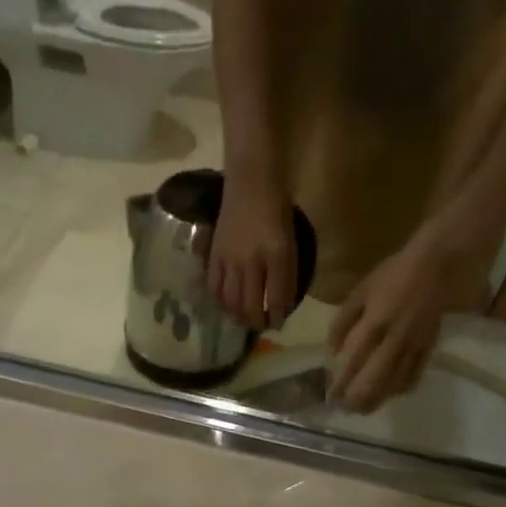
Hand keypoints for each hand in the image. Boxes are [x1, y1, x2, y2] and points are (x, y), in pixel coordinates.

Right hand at [208, 178, 296, 331]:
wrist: (251, 181)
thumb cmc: (277, 208)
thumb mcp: (291, 242)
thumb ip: (287, 274)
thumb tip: (282, 304)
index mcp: (277, 255)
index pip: (276, 298)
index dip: (277, 317)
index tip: (278, 324)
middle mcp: (251, 261)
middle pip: (250, 305)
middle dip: (256, 322)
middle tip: (260, 325)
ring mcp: (229, 259)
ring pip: (231, 301)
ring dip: (238, 316)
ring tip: (243, 319)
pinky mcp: (214, 254)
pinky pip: (214, 287)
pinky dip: (220, 301)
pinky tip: (225, 305)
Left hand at [328, 236, 480, 412]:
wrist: (437, 264)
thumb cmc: (393, 274)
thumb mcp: (360, 292)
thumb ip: (343, 322)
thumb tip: (332, 352)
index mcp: (373, 324)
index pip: (353, 362)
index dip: (341, 383)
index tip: (331, 396)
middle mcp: (394, 339)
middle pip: (374, 380)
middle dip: (359, 399)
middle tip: (347, 408)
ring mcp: (414, 345)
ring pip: (395, 382)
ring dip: (379, 399)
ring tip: (365, 409)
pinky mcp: (430, 346)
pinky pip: (416, 374)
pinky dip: (403, 388)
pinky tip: (393, 394)